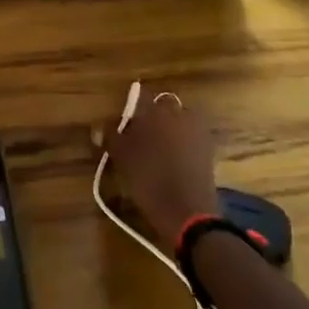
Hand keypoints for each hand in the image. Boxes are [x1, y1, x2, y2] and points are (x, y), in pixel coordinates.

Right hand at [101, 93, 220, 251]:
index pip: (140, 96)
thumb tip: (99, 127)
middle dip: (150, 118)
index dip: (129, 108)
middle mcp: (180, 113)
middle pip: (161, 107)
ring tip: (155, 152)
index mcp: (157, 111)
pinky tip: (171, 162)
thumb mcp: (123, 159)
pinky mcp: (209, 149)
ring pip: (177, 121)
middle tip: (137, 138)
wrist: (189, 213)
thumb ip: (111, 138)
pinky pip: (190, 137)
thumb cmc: (150, 181)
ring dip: (167, 130)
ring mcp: (198, 130)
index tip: (121, 123)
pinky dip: (180, 143)